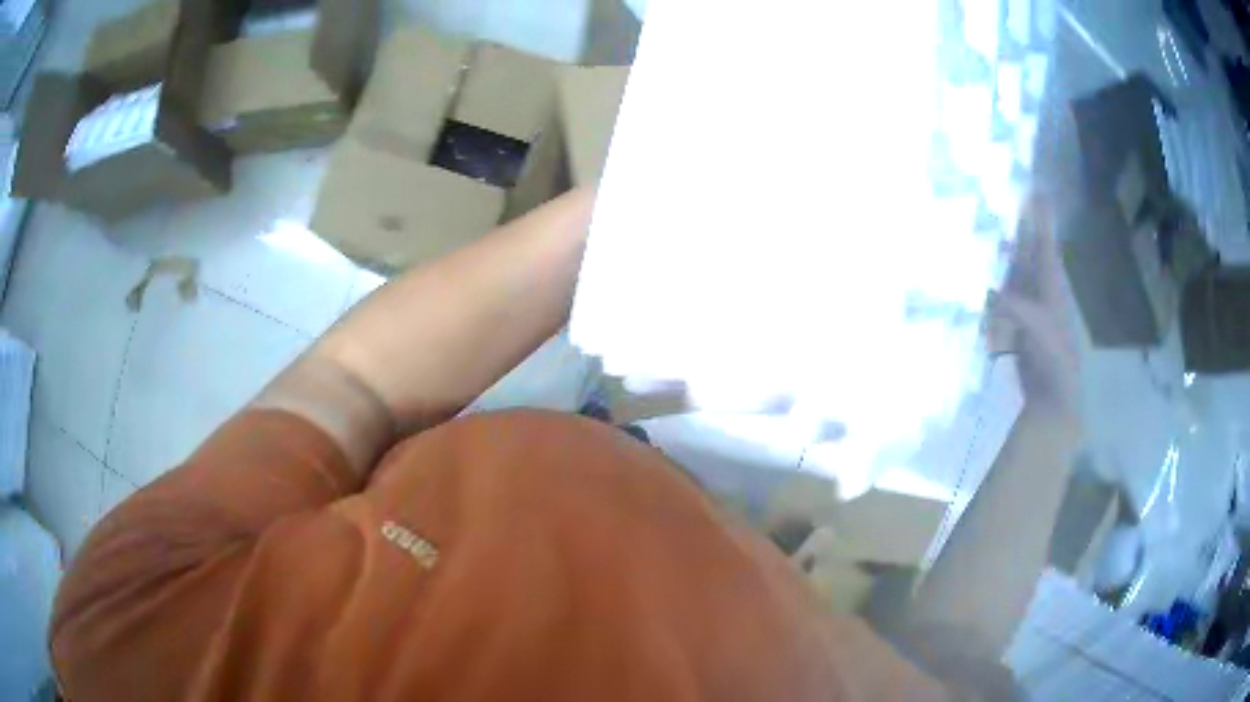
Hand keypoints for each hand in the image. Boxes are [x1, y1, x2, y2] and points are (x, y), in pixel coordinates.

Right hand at [990, 196, 1079, 422]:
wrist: (1053, 396)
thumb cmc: (1054, 361)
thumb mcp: (1038, 330)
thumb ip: (1016, 308)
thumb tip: (989, 290)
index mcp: (1051, 286)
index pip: (1044, 244)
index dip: (1040, 218)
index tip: (1035, 188)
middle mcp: (1040, 290)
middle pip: (1029, 251)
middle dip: (1020, 227)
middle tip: (1007, 199)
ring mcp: (1028, 307)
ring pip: (1014, 271)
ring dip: (1003, 252)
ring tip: (988, 230)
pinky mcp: (1016, 324)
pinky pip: (1002, 296)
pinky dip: (992, 285)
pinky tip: (979, 278)